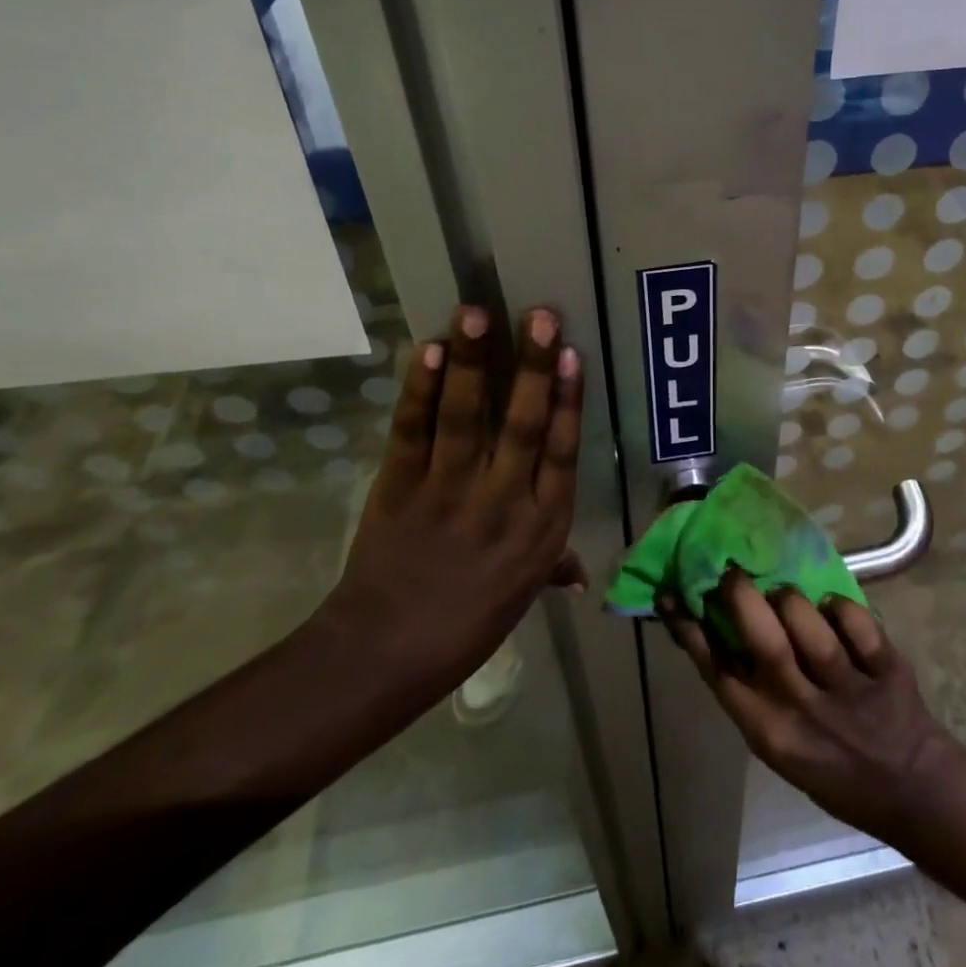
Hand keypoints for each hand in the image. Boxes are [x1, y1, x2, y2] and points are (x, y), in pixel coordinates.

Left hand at [321, 304, 586, 696]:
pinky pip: (414, 430)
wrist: (386, 652)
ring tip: (477, 314)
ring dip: (474, 363)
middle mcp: (503, 500)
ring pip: (467, 418)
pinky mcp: (400, 486)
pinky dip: (422, 390)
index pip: (562, 451)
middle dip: (534, 367)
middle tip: (541, 316)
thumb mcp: (523, 593)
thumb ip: (553, 567)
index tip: (573, 354)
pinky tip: (431, 351)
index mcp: (542, 526)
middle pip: (524, 424)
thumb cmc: (469, 623)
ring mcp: (449, 490)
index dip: (569, 400)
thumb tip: (580, 573)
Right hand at [663, 572, 959, 842]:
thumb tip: (718, 628)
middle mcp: (802, 709)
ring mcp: (847, 690)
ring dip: (792, 599)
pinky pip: (857, 623)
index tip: (672, 592)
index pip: (718, 672)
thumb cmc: (833, 767)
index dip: (690, 630)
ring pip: (808, 623)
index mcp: (769, 731)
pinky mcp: (887, 671)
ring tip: (786, 595)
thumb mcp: (780, 744)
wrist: (911, 790)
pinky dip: (842, 609)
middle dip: (742, 596)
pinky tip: (834, 610)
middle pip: (763, 640)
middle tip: (733, 571)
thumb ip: (752, 692)